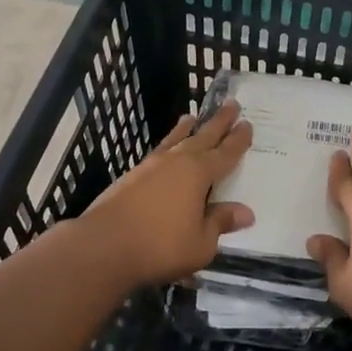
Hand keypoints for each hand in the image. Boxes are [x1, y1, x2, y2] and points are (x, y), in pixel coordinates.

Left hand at [78, 100, 254, 286]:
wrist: (104, 245)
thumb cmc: (160, 246)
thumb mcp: (201, 243)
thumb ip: (220, 222)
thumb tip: (246, 212)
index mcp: (198, 173)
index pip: (225, 153)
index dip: (238, 140)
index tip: (247, 124)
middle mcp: (177, 161)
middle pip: (203, 137)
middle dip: (219, 122)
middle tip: (231, 104)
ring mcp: (151, 166)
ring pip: (175, 140)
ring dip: (187, 128)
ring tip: (192, 116)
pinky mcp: (131, 176)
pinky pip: (158, 151)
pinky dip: (167, 144)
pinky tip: (166, 149)